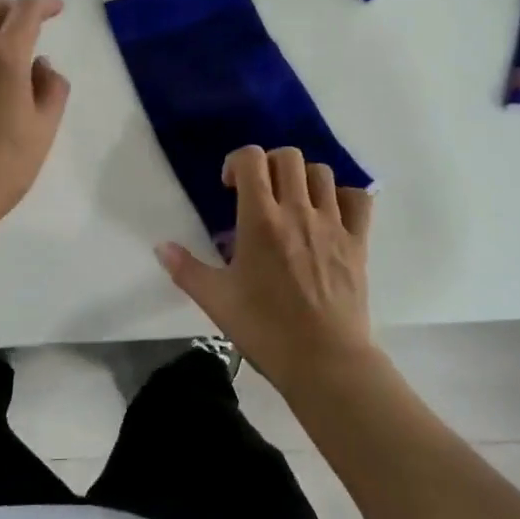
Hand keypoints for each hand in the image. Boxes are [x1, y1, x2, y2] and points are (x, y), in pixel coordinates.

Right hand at [157, 145, 376, 386]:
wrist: (324, 362)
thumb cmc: (265, 329)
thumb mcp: (216, 300)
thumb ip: (186, 269)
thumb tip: (161, 247)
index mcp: (260, 219)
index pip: (251, 159)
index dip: (237, 162)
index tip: (230, 188)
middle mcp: (297, 211)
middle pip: (287, 156)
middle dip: (269, 164)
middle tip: (259, 192)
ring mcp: (332, 224)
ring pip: (321, 172)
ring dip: (303, 178)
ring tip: (293, 201)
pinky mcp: (358, 242)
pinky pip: (358, 199)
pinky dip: (344, 197)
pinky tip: (330, 213)